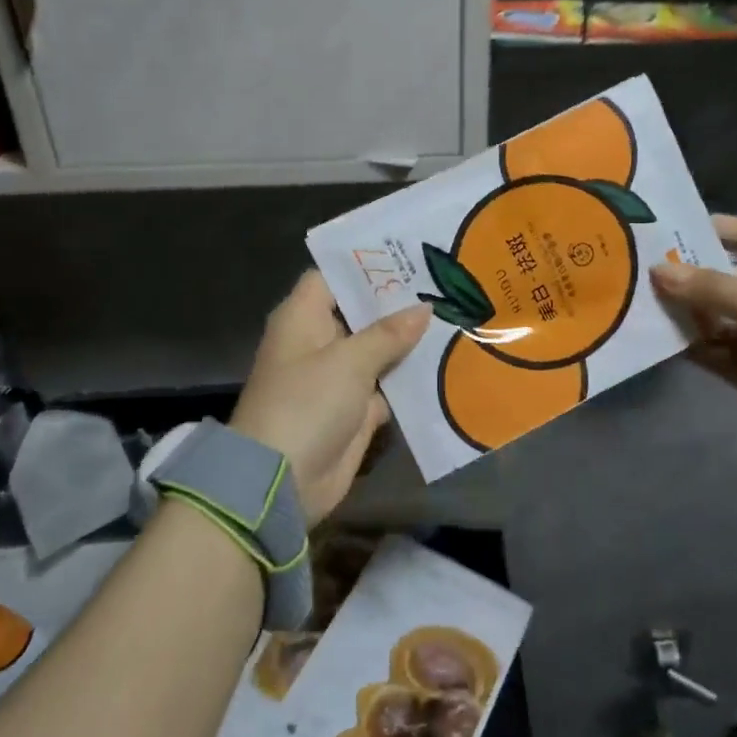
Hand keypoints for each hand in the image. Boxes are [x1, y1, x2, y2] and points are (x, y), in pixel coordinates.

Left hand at [230, 272, 430, 524]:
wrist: (282, 480)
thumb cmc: (307, 403)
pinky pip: (385, 386)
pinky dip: (408, 380)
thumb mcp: (349, 361)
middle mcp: (318, 341)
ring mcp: (336, 377)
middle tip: (444, 284)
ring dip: (408, 342)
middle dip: (398, 303)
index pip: (333, 276)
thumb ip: (388, 333)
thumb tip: (423, 309)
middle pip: (361, 312)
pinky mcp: (352, 410)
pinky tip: (446, 364)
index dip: (366, 265)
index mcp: (303, 317)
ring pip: (377, 350)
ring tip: (454, 317)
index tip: (408, 256)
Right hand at [650, 216, 736, 465]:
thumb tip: (657, 270)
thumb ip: (711, 288)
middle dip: (688, 271)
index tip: (668, 229)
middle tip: (641, 264)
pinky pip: (711, 348)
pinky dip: (688, 343)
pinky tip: (656, 337)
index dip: (715, 228)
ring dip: (683, 309)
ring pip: (714, 314)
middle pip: (726, 275)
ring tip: (640, 300)